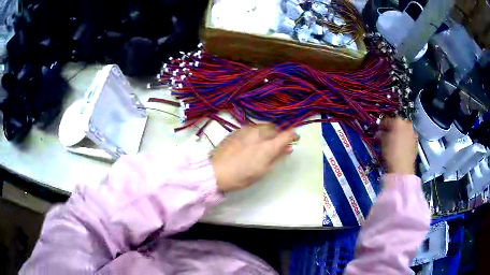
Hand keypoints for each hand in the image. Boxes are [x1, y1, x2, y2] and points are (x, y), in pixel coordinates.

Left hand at [211, 124, 296, 192]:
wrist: (216, 171)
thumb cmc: (242, 176)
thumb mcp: (263, 171)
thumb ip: (278, 157)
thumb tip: (289, 148)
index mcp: (268, 146)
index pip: (287, 134)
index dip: (293, 135)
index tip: (294, 139)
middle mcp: (259, 133)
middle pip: (275, 128)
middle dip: (279, 134)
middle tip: (276, 144)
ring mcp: (247, 129)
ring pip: (263, 126)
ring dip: (267, 132)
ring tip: (262, 143)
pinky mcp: (237, 129)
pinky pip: (252, 127)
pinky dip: (256, 132)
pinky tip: (250, 142)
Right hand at [381, 117, 416, 174]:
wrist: (402, 168)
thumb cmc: (391, 153)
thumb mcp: (383, 142)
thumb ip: (381, 134)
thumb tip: (380, 133)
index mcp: (398, 121)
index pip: (387, 120)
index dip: (382, 125)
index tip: (379, 130)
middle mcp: (407, 124)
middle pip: (398, 124)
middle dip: (392, 128)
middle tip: (386, 135)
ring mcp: (412, 133)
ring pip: (404, 130)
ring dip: (399, 133)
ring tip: (393, 141)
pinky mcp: (415, 142)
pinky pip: (408, 137)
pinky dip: (404, 139)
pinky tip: (400, 146)